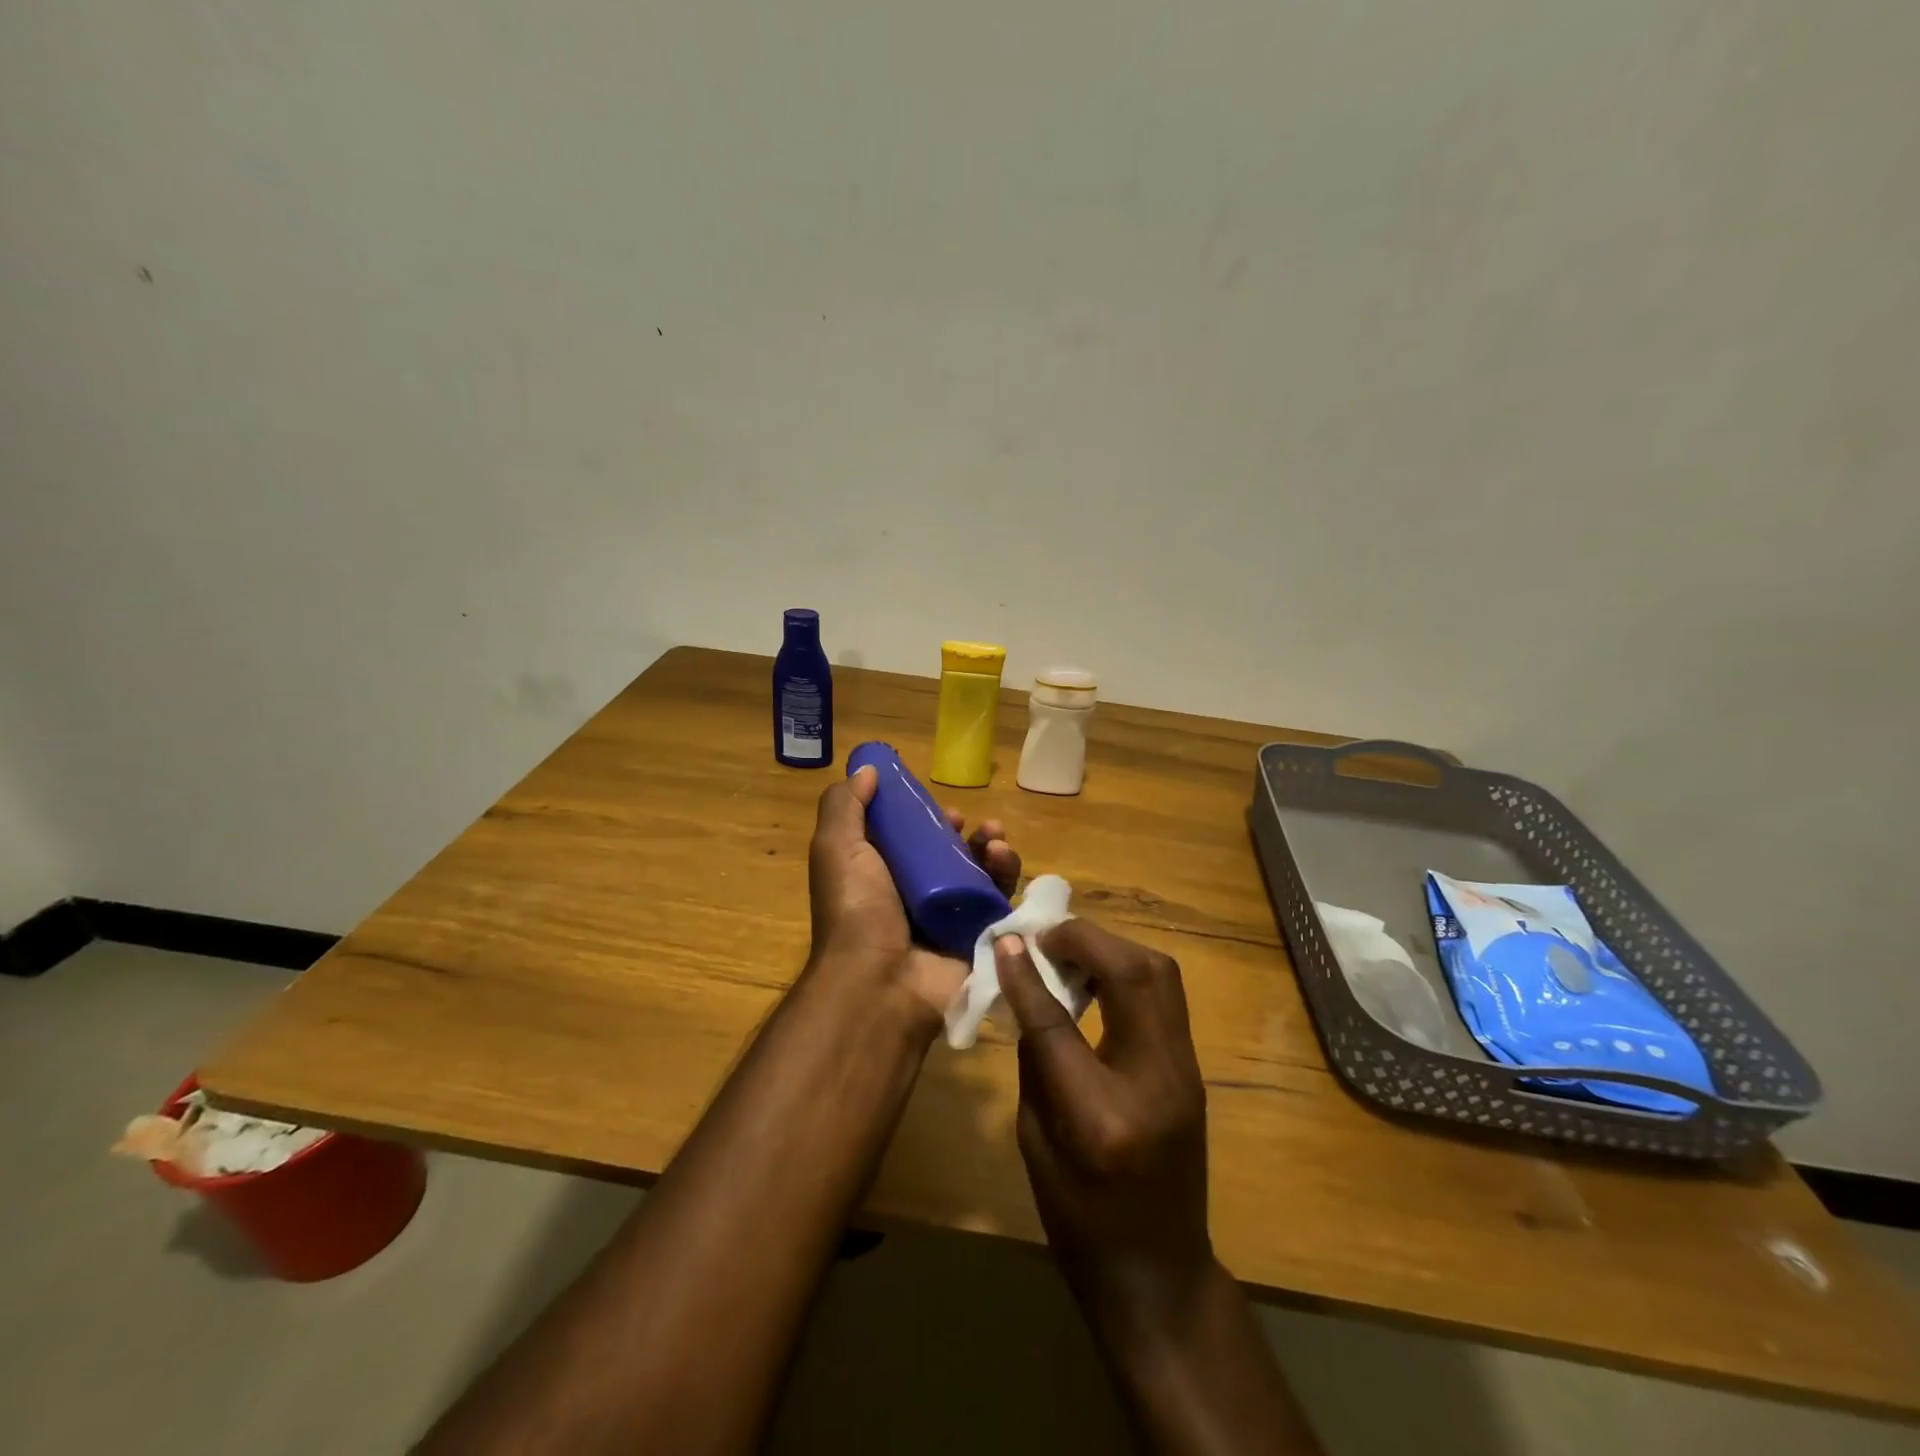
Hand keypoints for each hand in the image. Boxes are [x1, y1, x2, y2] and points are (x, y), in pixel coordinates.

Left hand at [807, 764, 1020, 1025]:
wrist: (880, 982)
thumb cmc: (855, 909)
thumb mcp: (836, 848)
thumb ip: (846, 806)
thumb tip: (867, 770)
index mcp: (880, 876)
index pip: (910, 840)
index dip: (925, 819)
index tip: (939, 807)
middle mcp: (914, 896)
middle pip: (949, 855)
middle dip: (965, 833)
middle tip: (973, 823)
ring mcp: (947, 918)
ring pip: (979, 875)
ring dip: (990, 849)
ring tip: (995, 837)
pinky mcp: (977, 936)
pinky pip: (999, 900)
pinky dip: (1005, 875)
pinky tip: (1003, 857)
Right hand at [995, 921, 1213, 1325]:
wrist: (1159, 1273)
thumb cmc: (1079, 1220)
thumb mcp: (1034, 1143)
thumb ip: (1034, 1060)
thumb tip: (1027, 989)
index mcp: (1101, 1116)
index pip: (1058, 1023)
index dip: (1027, 975)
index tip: (1006, 941)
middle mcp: (1155, 1082)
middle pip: (1132, 975)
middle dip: (1086, 940)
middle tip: (1045, 936)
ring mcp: (1185, 1072)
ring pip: (1160, 974)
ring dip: (1112, 948)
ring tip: (1069, 950)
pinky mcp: (1193, 1068)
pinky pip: (1165, 995)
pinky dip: (1129, 970)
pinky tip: (1097, 976)